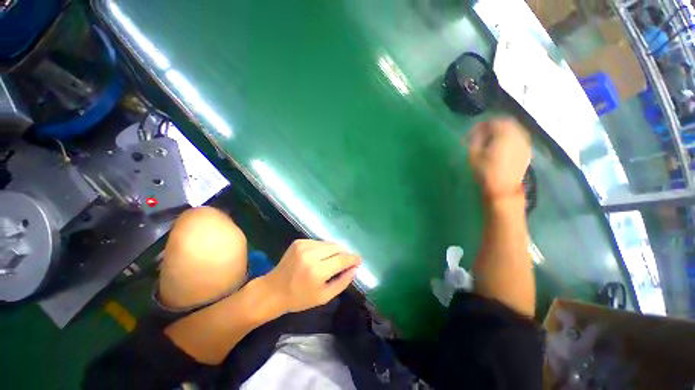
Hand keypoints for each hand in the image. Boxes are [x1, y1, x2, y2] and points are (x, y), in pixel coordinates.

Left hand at [262, 239, 360, 312]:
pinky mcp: (299, 241)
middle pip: (337, 248)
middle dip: (344, 254)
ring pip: (329, 243)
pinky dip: (323, 249)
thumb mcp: (324, 297)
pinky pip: (319, 242)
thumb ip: (342, 282)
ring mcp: (304, 245)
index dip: (353, 258)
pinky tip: (319, 257)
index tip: (359, 260)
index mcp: (317, 271)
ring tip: (331, 261)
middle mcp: (311, 254)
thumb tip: (355, 268)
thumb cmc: (299, 298)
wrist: (273, 290)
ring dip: (334, 251)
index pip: (342, 259)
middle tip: (345, 262)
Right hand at [467, 117, 531, 199]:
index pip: (494, 121)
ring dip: (503, 131)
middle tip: (482, 134)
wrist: (502, 189)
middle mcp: (518, 136)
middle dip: (494, 126)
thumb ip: (476, 139)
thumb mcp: (474, 155)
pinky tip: (502, 146)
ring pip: (515, 130)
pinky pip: (519, 138)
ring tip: (491, 140)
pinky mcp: (527, 152)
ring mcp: (525, 144)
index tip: (473, 131)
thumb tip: (478, 131)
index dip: (483, 124)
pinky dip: (510, 138)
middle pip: (507, 123)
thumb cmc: (485, 172)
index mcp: (504, 135)